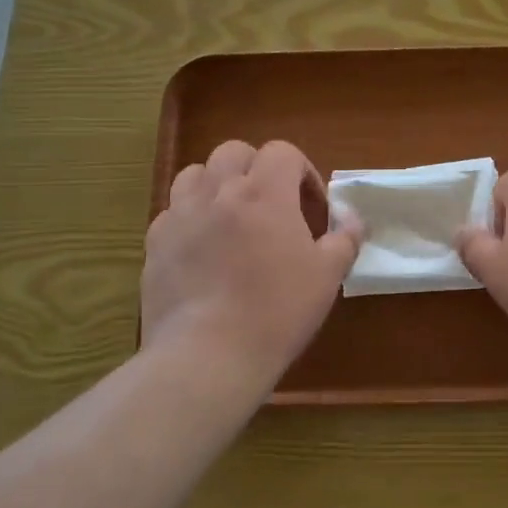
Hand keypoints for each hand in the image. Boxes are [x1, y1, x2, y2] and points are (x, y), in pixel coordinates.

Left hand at [142, 140, 361, 389]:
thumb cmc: (277, 311)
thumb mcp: (327, 276)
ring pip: (196, 174)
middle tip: (272, 205)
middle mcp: (219, 192)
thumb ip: (344, 239)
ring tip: (231, 216)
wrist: (208, 355)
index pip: (282, 152)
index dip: (302, 172)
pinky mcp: (155, 243)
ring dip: (217, 184)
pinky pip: (172, 212)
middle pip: (234, 152)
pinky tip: (202, 248)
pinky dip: (190, 217)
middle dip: (257, 169)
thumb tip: (352, 219)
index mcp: (264, 192)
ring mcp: (181, 215)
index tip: (311, 207)